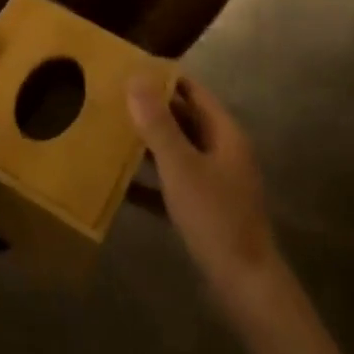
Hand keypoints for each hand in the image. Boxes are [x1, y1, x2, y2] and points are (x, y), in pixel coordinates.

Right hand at [129, 77, 280, 327]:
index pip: (192, 91)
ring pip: (176, 151)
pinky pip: (171, 185)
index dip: (162, 78)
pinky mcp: (203, 209)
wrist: (245, 285)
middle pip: (183, 119)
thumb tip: (136, 77)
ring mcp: (214, 182)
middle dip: (149, 109)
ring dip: (147, 144)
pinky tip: (118, 184)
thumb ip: (158, 123)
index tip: (127, 68)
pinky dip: (149, 181)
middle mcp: (221, 151)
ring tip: (108, 133)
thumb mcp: (181, 166)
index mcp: (224, 134)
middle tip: (109, 98)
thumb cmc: (215, 217)